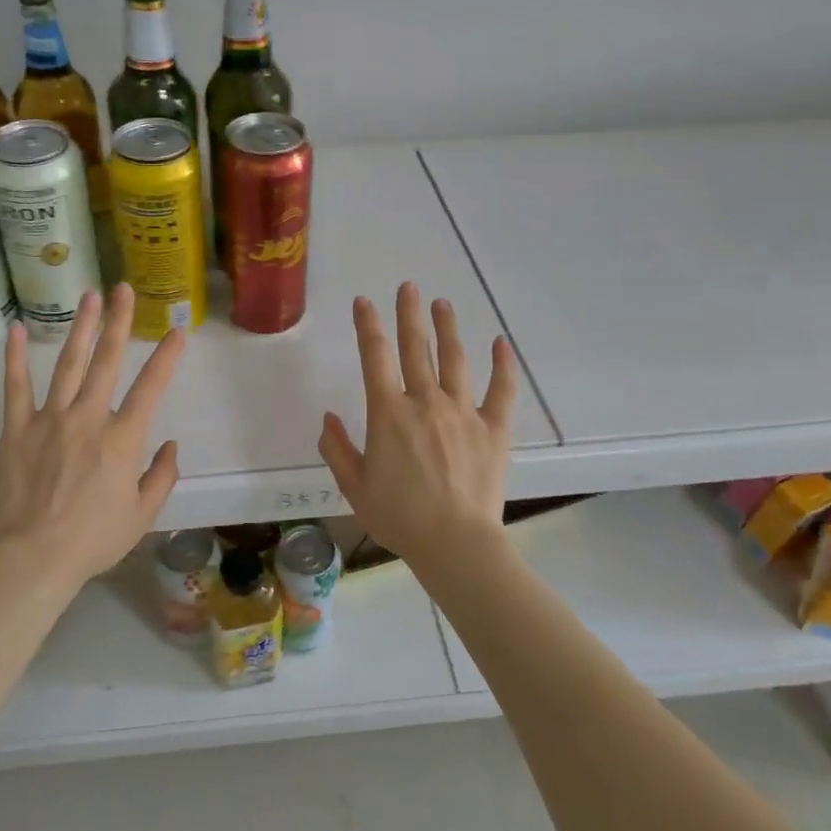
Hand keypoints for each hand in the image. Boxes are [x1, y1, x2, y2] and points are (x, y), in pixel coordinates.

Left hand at [0, 283, 186, 592]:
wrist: (35, 559)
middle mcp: (88, 418)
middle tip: (125, 289)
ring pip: (68, 364)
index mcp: (122, 439)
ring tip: (89, 296)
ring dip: (81, 327)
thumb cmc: (94, 539)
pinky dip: (14, 357)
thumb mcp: (142, 515)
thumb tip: (171, 445)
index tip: (177, 331)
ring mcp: (49, 419)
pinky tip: (15, 329)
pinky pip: (16, 387)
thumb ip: (162, 476)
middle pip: (107, 361)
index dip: (166, 357)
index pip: (151, 388)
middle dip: (119, 322)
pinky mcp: (17, 429)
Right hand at [317, 283, 516, 568]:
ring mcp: (463, 412)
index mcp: (388, 413)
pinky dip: (502, 365)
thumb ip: (336, 448)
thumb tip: (328, 417)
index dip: (368, 325)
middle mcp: (425, 402)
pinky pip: (501, 390)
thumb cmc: (399, 517)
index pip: (374, 356)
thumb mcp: (354, 486)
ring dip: (447, 328)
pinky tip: (501, 343)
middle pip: (415, 347)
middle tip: (408, 286)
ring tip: (443, 304)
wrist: (455, 544)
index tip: (364, 301)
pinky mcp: (493, 429)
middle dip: (409, 314)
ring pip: (454, 359)